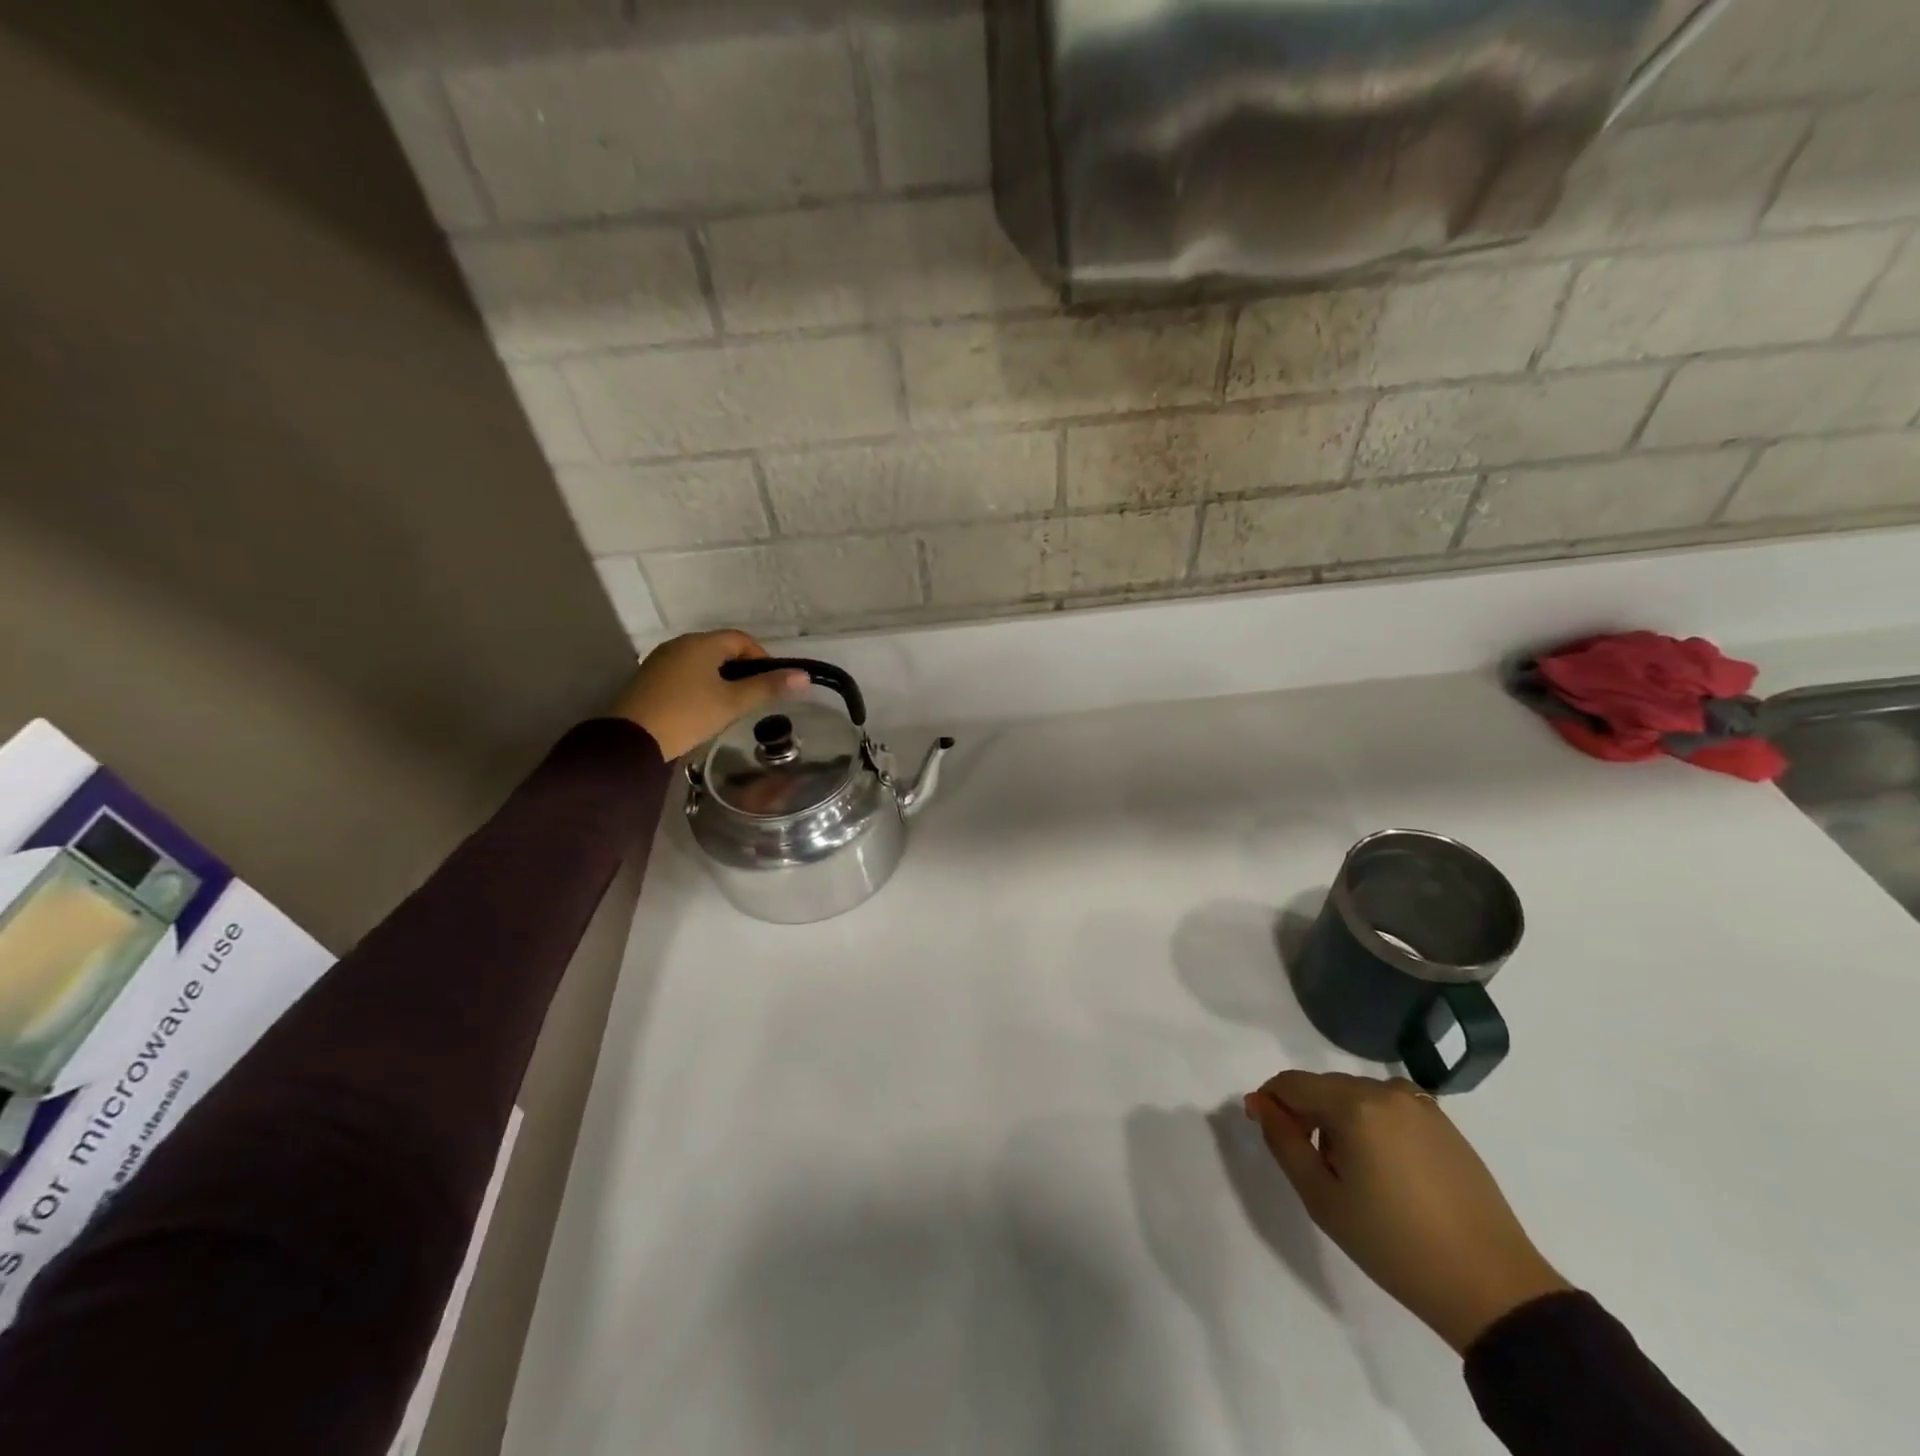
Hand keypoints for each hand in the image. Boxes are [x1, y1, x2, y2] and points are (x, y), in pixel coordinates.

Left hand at [611, 631, 808, 759]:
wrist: (632, 739)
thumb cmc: (689, 715)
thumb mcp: (733, 703)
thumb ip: (768, 687)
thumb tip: (804, 676)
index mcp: (702, 643)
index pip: (741, 639)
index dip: (762, 657)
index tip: (771, 682)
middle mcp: (680, 644)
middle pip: (720, 648)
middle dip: (741, 668)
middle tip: (753, 696)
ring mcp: (661, 660)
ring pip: (701, 662)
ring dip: (720, 677)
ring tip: (730, 705)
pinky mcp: (648, 679)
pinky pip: (683, 673)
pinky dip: (699, 684)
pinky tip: (702, 708)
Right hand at [1244, 1071, 1569, 1353]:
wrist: (1492, 1287)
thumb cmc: (1394, 1245)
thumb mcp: (1322, 1198)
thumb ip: (1284, 1142)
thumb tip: (1261, 1104)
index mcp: (1354, 1104)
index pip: (1292, 1083)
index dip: (1270, 1100)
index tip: (1261, 1126)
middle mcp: (1386, 1091)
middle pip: (1325, 1086)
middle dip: (1305, 1111)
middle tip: (1305, 1158)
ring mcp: (1421, 1105)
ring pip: (1357, 1095)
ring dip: (1339, 1117)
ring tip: (1348, 1169)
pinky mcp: (1446, 1124)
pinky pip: (1390, 1108)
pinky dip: (1373, 1124)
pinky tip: (1384, 1169)